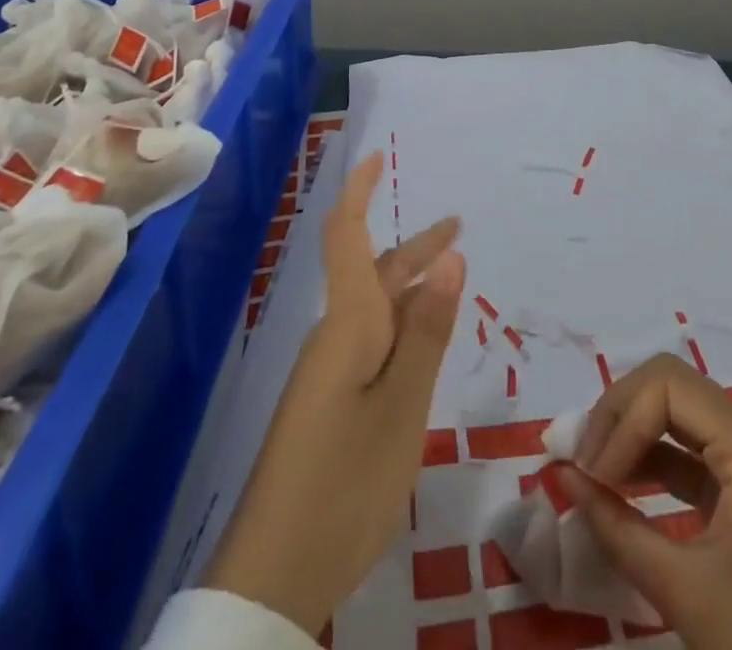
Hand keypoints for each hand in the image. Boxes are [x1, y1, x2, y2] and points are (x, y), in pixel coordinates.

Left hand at [203, 151, 465, 636]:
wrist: (274, 576)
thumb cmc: (345, 481)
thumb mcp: (402, 405)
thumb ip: (427, 331)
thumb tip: (450, 257)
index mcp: (349, 324)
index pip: (347, 237)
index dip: (359, 192)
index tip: (374, 156)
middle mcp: (336, 337)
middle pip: (373, 272)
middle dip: (414, 246)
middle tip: (458, 226)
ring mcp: (330, 373)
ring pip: (376, 310)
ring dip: (413, 286)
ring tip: (451, 277)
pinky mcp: (332, 404)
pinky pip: (372, 344)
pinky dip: (404, 326)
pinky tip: (424, 343)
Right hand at [558, 354, 731, 649]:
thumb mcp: (685, 592)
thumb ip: (616, 528)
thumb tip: (563, 475)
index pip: (667, 385)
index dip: (621, 420)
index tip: (591, 475)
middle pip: (672, 387)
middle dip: (621, 417)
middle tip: (583, 462)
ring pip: (680, 414)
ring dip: (633, 436)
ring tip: (594, 475)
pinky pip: (694, 452)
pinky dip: (655, 462)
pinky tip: (625, 489)